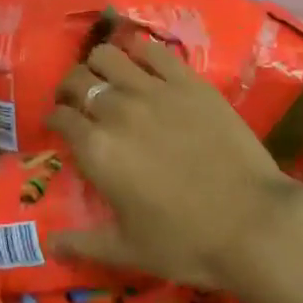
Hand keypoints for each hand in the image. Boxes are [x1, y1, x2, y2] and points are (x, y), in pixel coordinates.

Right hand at [46, 35, 302, 291]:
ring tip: (107, 77)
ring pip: (108, 55)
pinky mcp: (188, 81)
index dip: (54, 118)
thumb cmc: (186, 242)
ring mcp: (154, 90)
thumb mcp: (127, 251)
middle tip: (77, 99)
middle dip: (70, 88)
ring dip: (99, 64)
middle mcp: (117, 110)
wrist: (252, 222)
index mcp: (97, 149)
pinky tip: (141, 63)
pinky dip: (139, 51)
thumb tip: (50, 245)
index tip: (58, 123)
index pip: (61, 118)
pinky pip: (153, 51)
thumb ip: (83, 244)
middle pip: (78, 80)